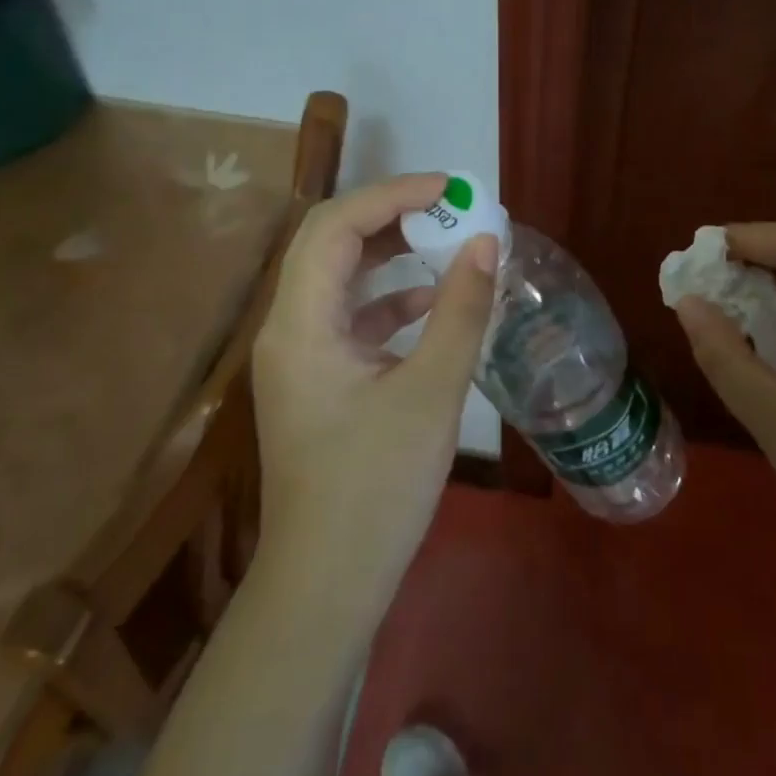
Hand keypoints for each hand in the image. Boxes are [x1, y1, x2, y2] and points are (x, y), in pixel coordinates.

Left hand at [252, 173, 498, 608]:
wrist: (326, 586)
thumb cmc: (375, 489)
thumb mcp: (431, 393)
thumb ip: (460, 310)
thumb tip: (487, 242)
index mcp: (300, 324)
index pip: (334, 226)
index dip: (392, 194)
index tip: (450, 189)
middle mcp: (288, 328)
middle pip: (329, 242)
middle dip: (389, 215)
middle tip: (449, 208)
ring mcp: (300, 356)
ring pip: (339, 277)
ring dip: (389, 253)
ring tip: (446, 241)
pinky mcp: (318, 380)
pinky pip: (350, 316)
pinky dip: (389, 298)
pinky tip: (431, 303)